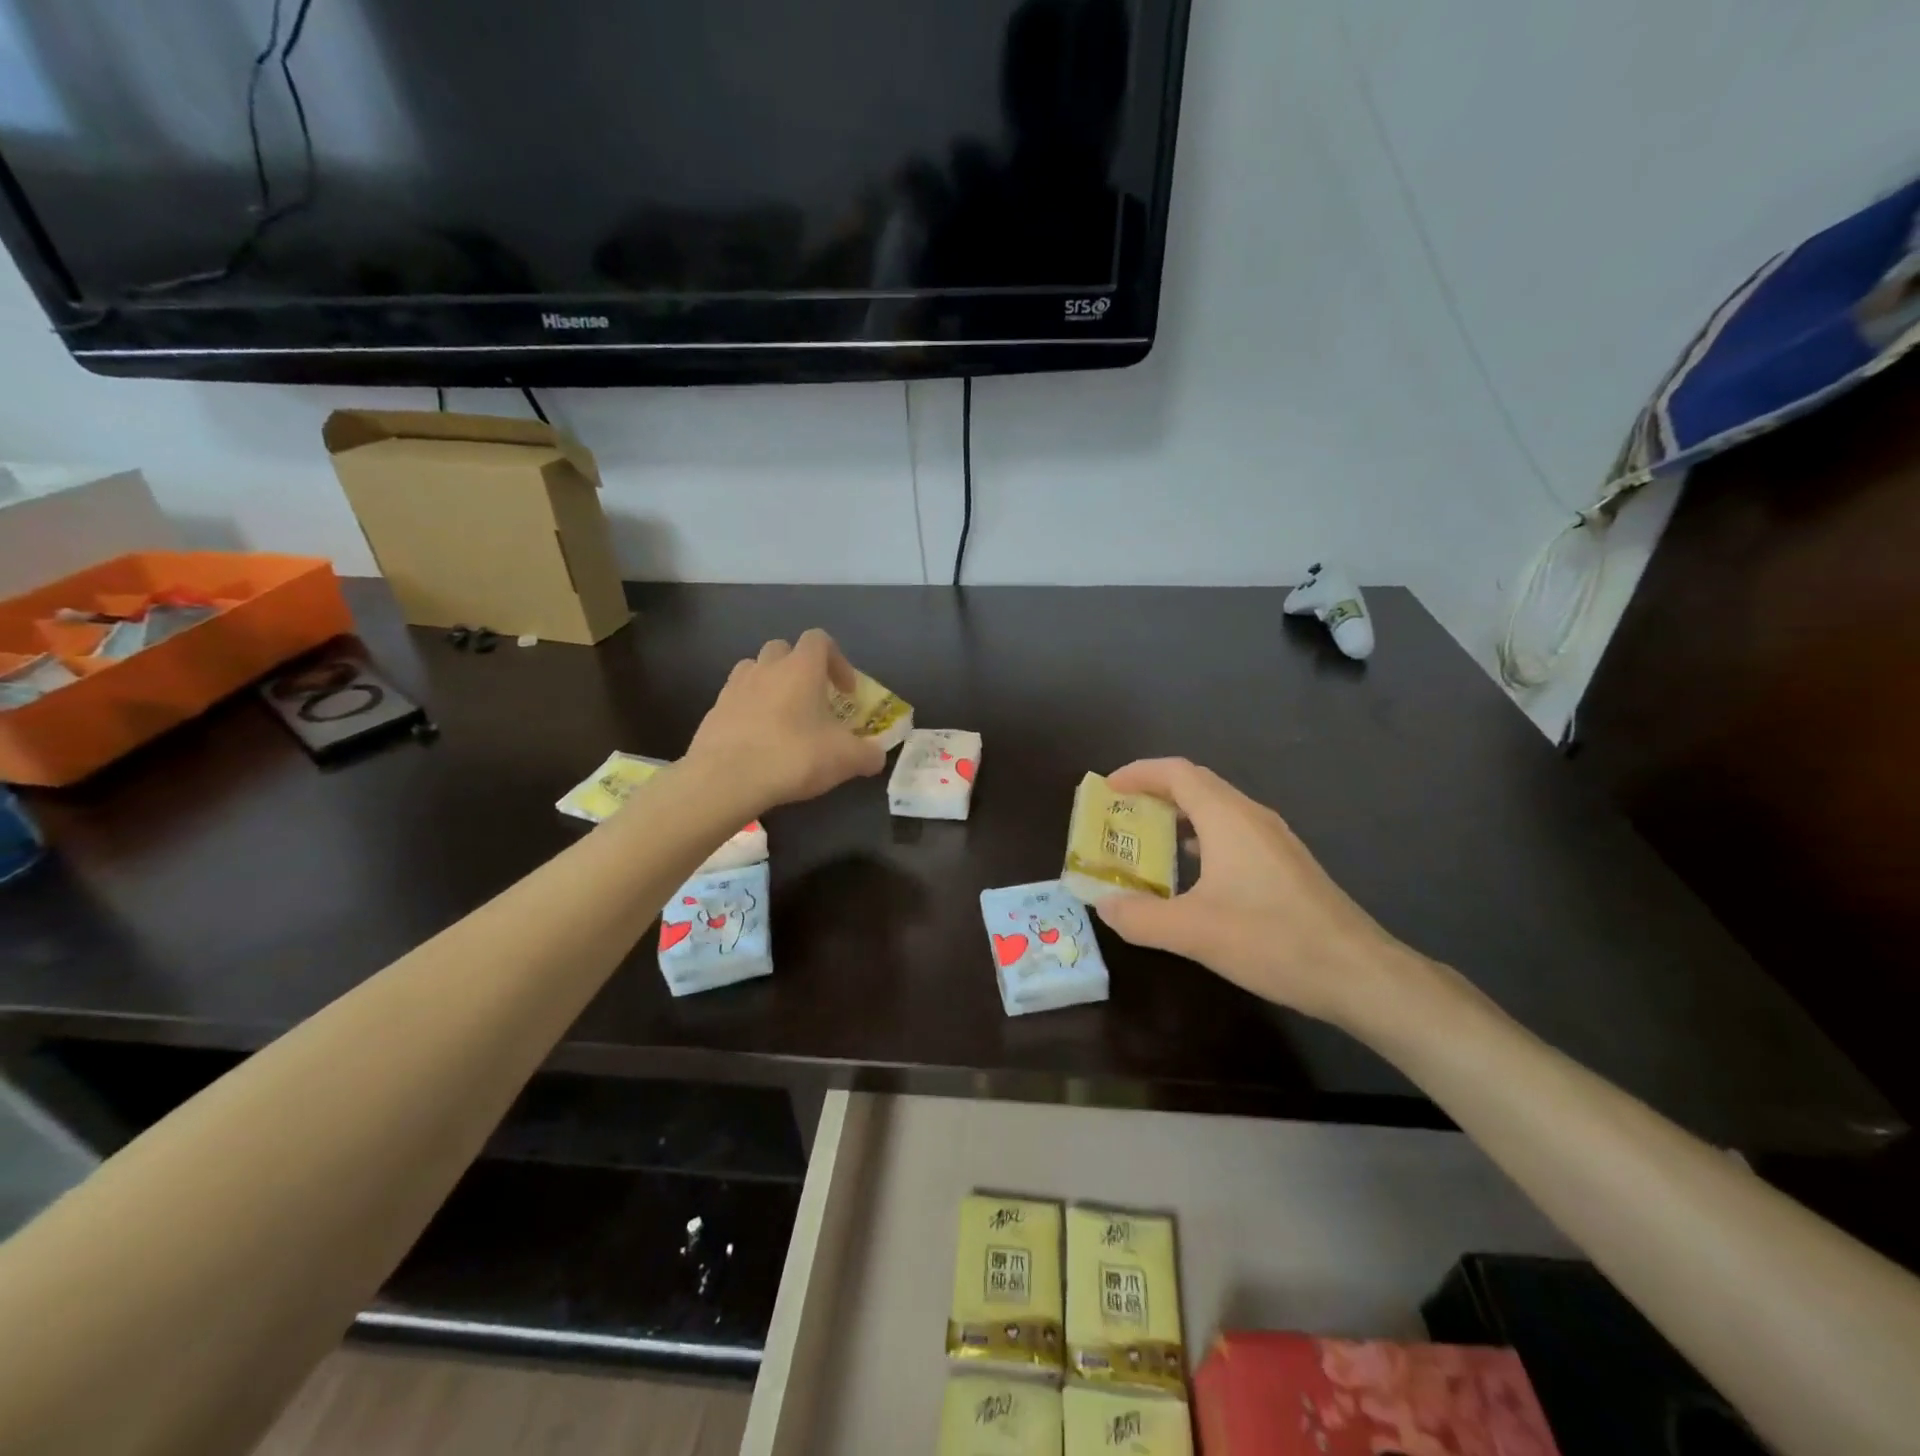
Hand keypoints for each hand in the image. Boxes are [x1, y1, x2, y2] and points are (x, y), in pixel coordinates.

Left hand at [684, 630, 887, 814]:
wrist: (726, 779)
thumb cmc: (794, 756)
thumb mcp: (845, 759)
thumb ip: (868, 755)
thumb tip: (876, 757)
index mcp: (801, 668)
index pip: (819, 640)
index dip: (837, 661)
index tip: (846, 692)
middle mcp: (766, 668)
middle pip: (783, 649)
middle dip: (799, 669)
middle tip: (812, 700)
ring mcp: (734, 687)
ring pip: (754, 670)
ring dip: (770, 685)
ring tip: (782, 717)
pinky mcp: (713, 712)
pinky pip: (735, 700)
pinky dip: (748, 711)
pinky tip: (757, 742)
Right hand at [1093, 758, 1427, 1025]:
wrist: (1358, 974)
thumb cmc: (1271, 940)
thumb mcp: (1193, 932)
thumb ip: (1140, 917)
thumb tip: (1103, 905)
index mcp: (1227, 818)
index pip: (1176, 772)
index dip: (1138, 773)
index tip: (1107, 789)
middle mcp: (1252, 817)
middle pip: (1197, 785)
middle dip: (1154, 792)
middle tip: (1120, 814)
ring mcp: (1274, 840)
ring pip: (1217, 809)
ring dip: (1179, 815)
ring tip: (1147, 839)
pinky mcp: (1286, 864)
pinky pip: (1233, 832)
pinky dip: (1202, 837)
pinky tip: (1192, 871)